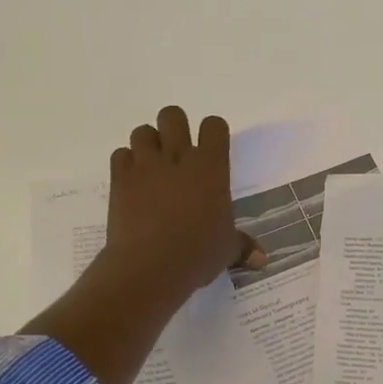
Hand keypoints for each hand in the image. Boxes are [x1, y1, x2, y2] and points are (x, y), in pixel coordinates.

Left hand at [106, 107, 263, 295]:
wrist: (150, 268)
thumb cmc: (198, 254)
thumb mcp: (226, 250)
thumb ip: (243, 246)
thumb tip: (262, 260)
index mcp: (210, 167)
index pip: (214, 126)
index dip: (213, 133)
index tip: (212, 149)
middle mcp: (177, 157)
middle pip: (173, 116)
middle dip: (174, 127)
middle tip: (177, 153)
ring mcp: (146, 166)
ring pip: (143, 131)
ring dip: (148, 144)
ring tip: (152, 166)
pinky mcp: (120, 179)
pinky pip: (120, 155)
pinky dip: (126, 164)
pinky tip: (133, 183)